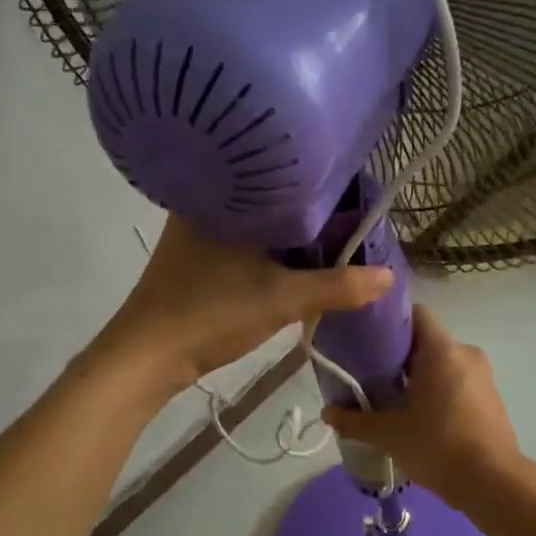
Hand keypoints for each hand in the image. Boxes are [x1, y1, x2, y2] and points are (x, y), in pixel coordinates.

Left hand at [95, 216, 392, 395]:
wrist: (146, 357)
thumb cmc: (210, 315)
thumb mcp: (281, 300)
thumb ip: (336, 287)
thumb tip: (388, 276)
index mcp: (223, 195)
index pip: (283, 177)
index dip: (324, 187)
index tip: (360, 198)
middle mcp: (207, 202)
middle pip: (274, 200)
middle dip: (312, 215)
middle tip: (354, 223)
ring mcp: (198, 230)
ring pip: (260, 223)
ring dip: (291, 236)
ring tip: (335, 240)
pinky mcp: (196, 256)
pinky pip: (246, 241)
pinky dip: (272, 251)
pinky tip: (298, 260)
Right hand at [320, 306, 526, 508]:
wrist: (493, 483)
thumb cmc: (438, 446)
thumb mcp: (389, 434)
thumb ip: (354, 420)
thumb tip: (326, 413)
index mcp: (442, 350)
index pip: (415, 314)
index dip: (388, 323)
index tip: (366, 341)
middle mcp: (465, 353)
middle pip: (425, 340)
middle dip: (397, 355)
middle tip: (370, 376)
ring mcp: (483, 375)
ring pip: (441, 363)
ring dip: (417, 376)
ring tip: (392, 400)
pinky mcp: (490, 397)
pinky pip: (457, 380)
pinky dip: (437, 390)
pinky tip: (419, 416)